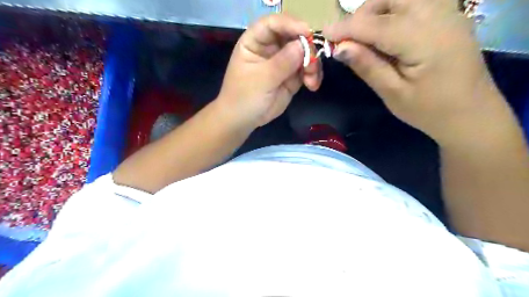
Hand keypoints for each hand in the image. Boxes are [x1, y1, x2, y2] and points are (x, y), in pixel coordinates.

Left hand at [218, 14, 322, 128]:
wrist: (243, 120)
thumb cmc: (244, 97)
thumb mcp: (261, 79)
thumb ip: (282, 63)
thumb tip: (303, 45)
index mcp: (255, 42)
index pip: (272, 24)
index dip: (290, 24)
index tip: (307, 32)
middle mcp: (270, 48)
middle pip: (293, 36)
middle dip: (307, 48)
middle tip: (312, 63)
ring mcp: (282, 62)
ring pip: (304, 53)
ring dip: (312, 64)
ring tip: (311, 80)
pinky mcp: (291, 77)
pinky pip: (306, 70)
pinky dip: (313, 75)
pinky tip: (313, 85)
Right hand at [325, 0, 504, 143]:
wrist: (471, 113)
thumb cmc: (429, 110)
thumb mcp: (392, 93)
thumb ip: (367, 66)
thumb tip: (340, 48)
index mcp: (424, 40)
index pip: (376, 25)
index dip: (347, 28)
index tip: (325, 34)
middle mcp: (439, 16)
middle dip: (363, 14)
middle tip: (349, 40)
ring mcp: (448, 12)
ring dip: (377, 11)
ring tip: (365, 38)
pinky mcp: (448, 16)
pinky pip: (414, 3)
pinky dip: (392, 12)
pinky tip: (386, 35)